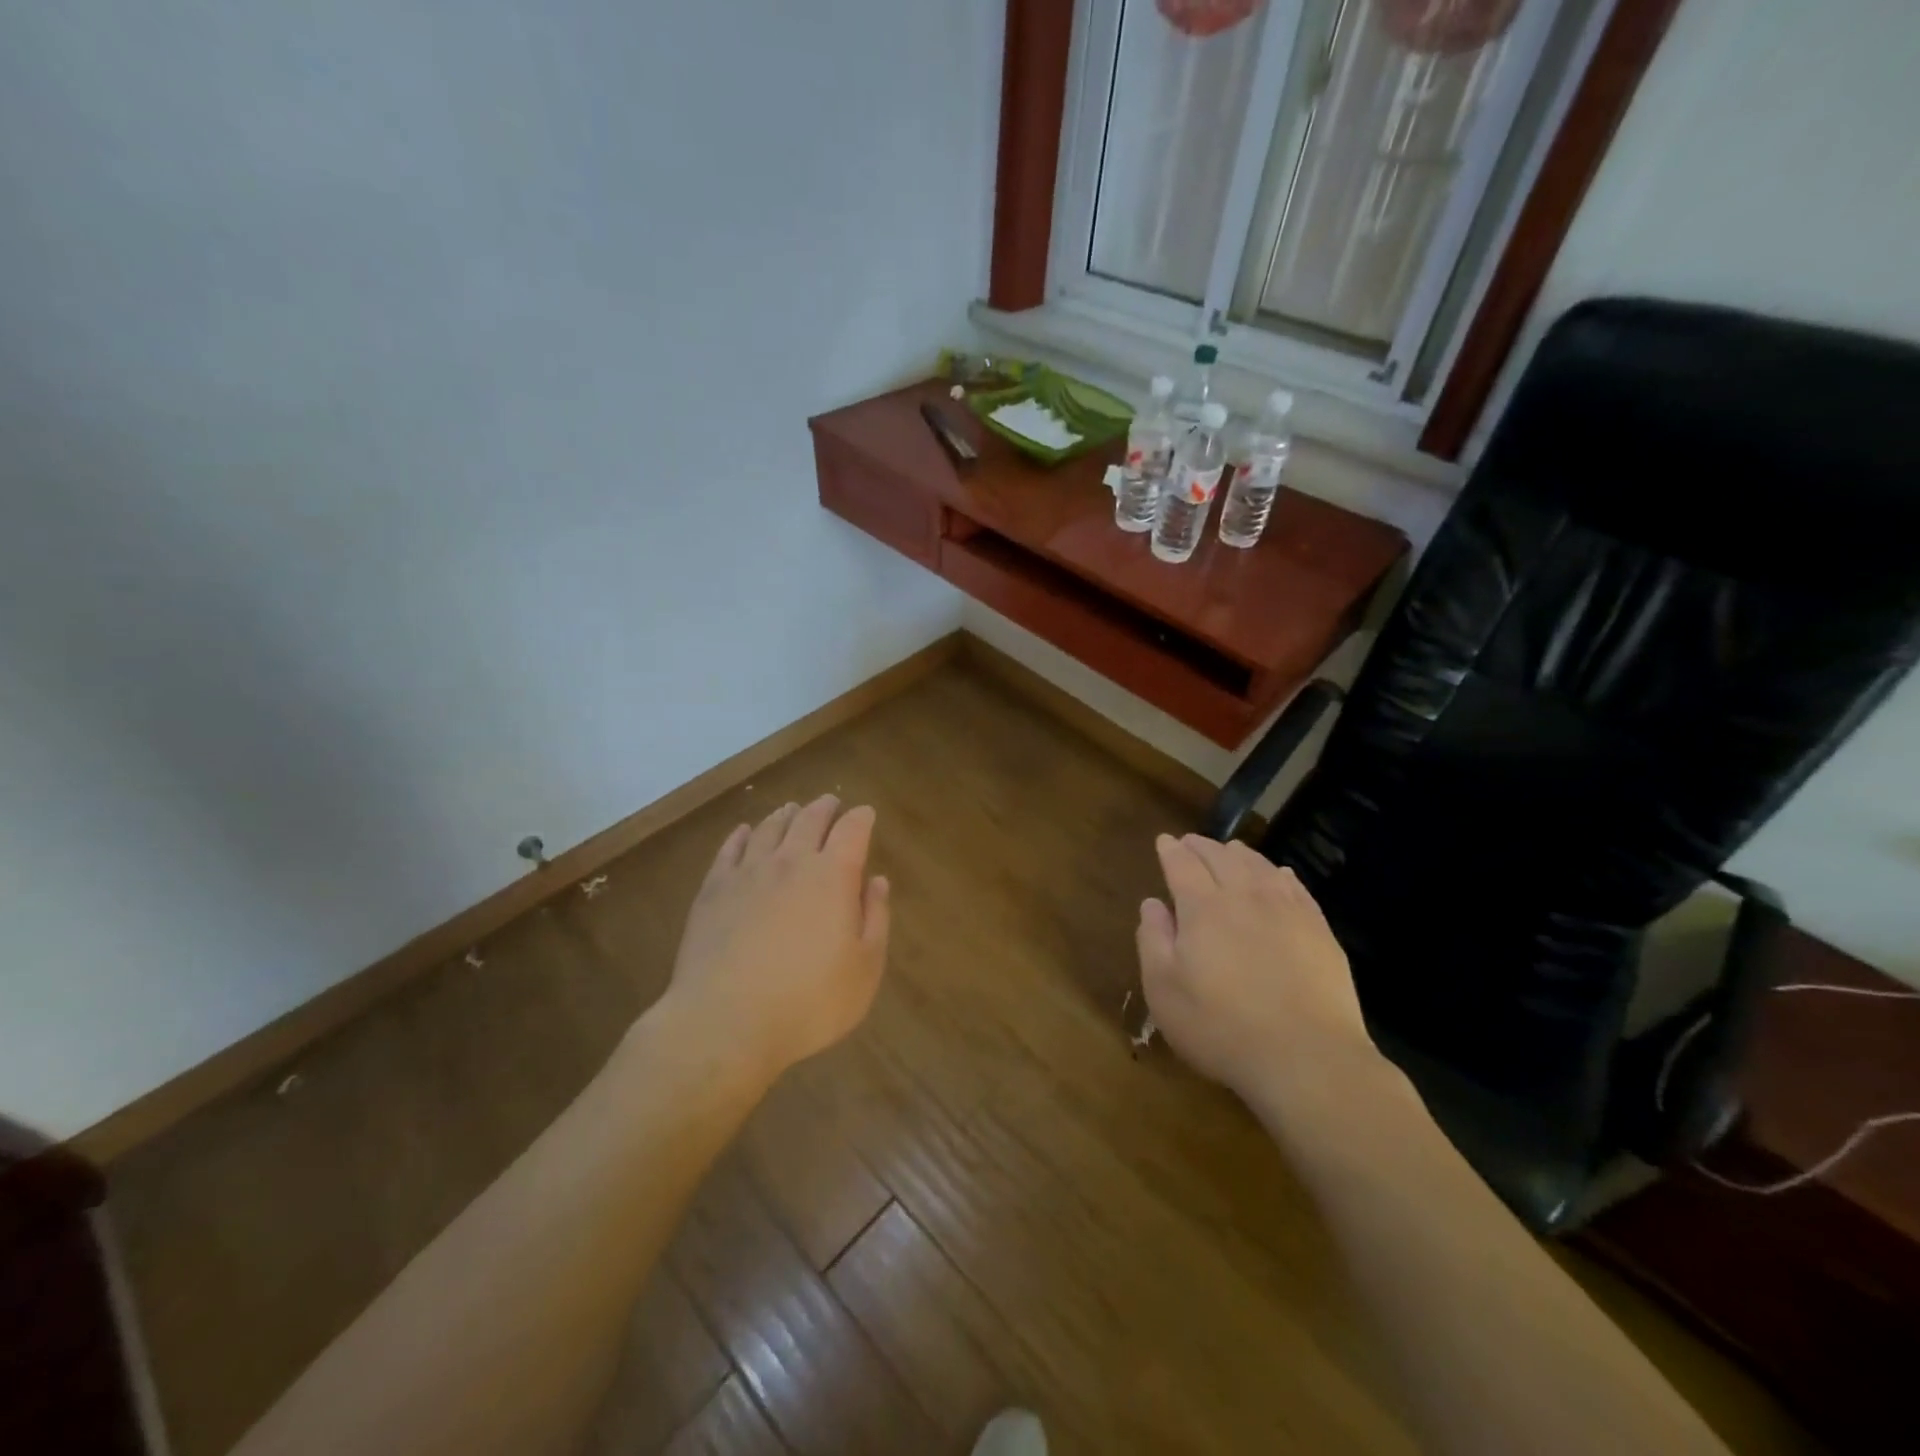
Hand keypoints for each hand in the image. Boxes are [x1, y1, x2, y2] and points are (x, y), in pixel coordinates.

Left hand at [659, 795, 890, 1085]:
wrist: (726, 1021)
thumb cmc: (808, 1001)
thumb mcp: (864, 968)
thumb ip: (875, 918)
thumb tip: (877, 881)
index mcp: (833, 876)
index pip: (852, 830)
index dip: (861, 818)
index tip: (865, 813)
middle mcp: (791, 862)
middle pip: (810, 819)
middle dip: (824, 807)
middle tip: (831, 802)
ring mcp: (748, 872)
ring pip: (770, 828)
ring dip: (786, 815)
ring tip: (792, 809)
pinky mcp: (713, 890)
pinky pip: (731, 849)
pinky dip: (742, 835)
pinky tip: (745, 832)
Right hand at [1137, 834, 1375, 1100]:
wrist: (1307, 1058)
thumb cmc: (1221, 1027)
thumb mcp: (1164, 990)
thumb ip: (1153, 940)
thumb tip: (1152, 904)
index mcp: (1202, 908)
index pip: (1182, 865)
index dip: (1171, 850)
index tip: (1164, 840)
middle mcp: (1244, 897)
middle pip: (1221, 858)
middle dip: (1202, 846)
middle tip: (1191, 842)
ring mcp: (1287, 911)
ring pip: (1259, 867)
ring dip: (1240, 854)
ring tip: (1230, 849)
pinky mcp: (1319, 930)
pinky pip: (1296, 887)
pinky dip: (1280, 873)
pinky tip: (1279, 874)